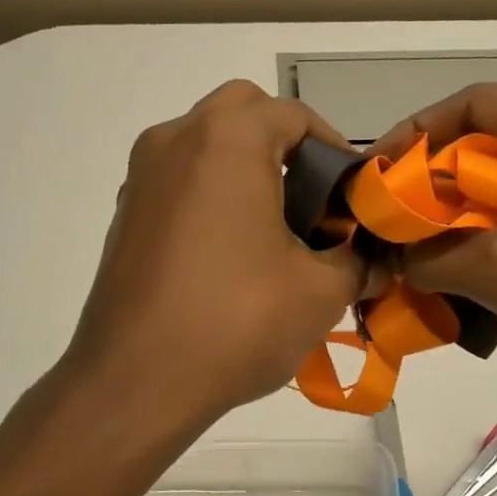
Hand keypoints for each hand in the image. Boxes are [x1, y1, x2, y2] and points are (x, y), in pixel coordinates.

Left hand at [65, 81, 367, 426]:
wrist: (135, 382)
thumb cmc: (236, 322)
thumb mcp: (320, 292)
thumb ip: (357, 261)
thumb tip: (372, 259)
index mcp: (227, 140)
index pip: (295, 115)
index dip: (335, 151)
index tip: (351, 197)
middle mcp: (175, 140)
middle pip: (243, 113)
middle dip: (285, 146)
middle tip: (312, 201)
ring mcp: (140, 177)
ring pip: (205, 144)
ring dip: (244, 168)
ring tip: (274, 230)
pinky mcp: (124, 214)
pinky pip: (178, 181)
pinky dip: (210, 195)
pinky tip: (229, 254)